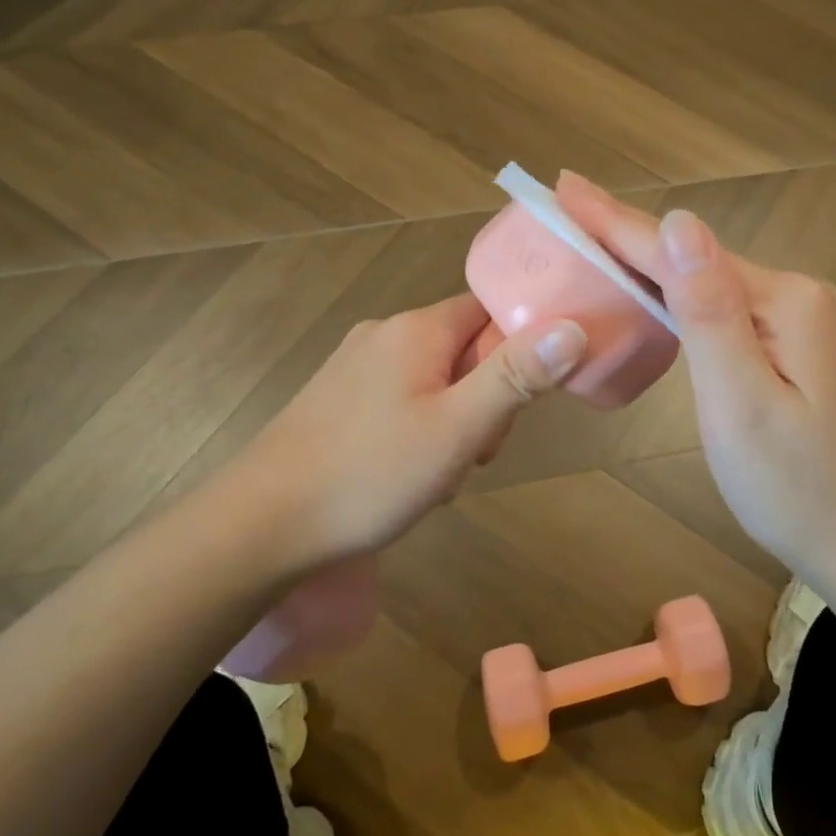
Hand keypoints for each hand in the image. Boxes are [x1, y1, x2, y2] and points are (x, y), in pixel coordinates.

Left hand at [235, 293, 584, 567]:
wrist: (260, 525)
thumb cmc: (370, 474)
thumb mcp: (458, 429)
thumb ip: (517, 376)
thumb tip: (574, 327)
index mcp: (416, 329)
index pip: (490, 309)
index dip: (520, 345)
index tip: (527, 395)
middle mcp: (384, 334)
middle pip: (464, 347)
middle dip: (486, 396)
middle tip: (477, 449)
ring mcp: (354, 366)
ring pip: (435, 379)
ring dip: (455, 420)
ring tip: (440, 474)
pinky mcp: (336, 399)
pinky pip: (401, 400)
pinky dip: (420, 430)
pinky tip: (406, 476)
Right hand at [557, 173, 835, 570]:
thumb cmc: (795, 485)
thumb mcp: (742, 403)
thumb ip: (709, 312)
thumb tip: (679, 221)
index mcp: (781, 300)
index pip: (679, 252)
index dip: (614, 221)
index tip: (562, 187)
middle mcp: (790, 294)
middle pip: (689, 257)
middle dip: (623, 232)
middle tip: (563, 203)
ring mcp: (791, 319)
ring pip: (700, 280)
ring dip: (643, 259)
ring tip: (588, 234)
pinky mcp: (784, 344)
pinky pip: (715, 306)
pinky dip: (671, 294)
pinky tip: (644, 287)